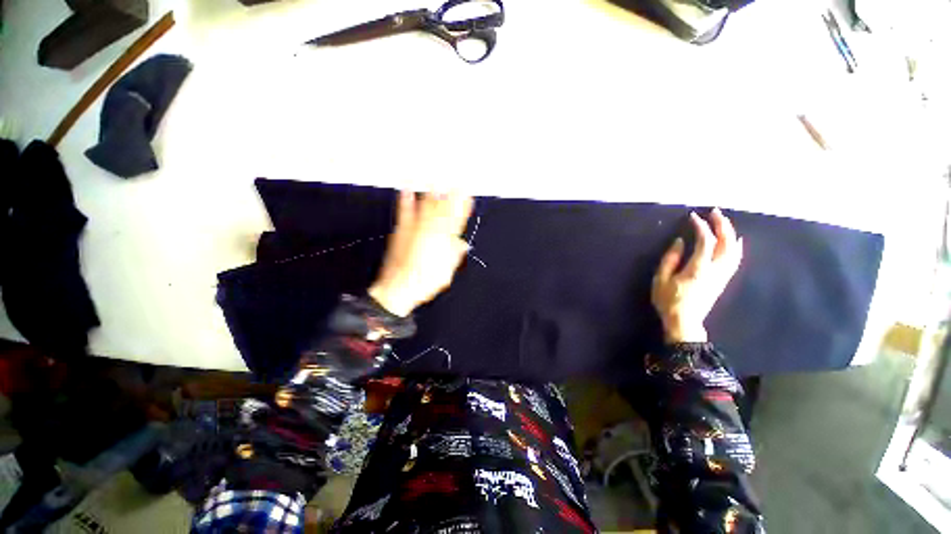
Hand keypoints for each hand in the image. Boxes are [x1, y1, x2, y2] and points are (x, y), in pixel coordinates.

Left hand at [368, 191, 473, 316]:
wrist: (398, 287)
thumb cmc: (424, 281)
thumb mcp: (446, 271)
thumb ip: (455, 254)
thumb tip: (462, 245)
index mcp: (445, 241)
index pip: (458, 218)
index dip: (464, 206)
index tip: (468, 195)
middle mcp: (432, 230)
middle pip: (445, 208)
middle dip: (452, 194)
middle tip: (457, 182)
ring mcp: (416, 228)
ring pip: (427, 205)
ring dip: (433, 191)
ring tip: (437, 178)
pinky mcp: (402, 230)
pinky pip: (405, 210)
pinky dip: (405, 199)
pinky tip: (406, 189)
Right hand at [652, 208, 743, 343]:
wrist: (684, 321)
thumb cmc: (669, 300)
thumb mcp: (662, 279)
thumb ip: (670, 259)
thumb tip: (680, 242)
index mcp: (699, 268)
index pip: (706, 241)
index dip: (701, 227)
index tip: (693, 217)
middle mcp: (716, 269)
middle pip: (726, 243)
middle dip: (722, 225)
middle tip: (715, 212)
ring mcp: (722, 275)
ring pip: (734, 250)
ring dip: (731, 233)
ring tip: (724, 222)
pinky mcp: (723, 280)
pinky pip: (735, 259)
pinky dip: (737, 247)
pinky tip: (737, 241)